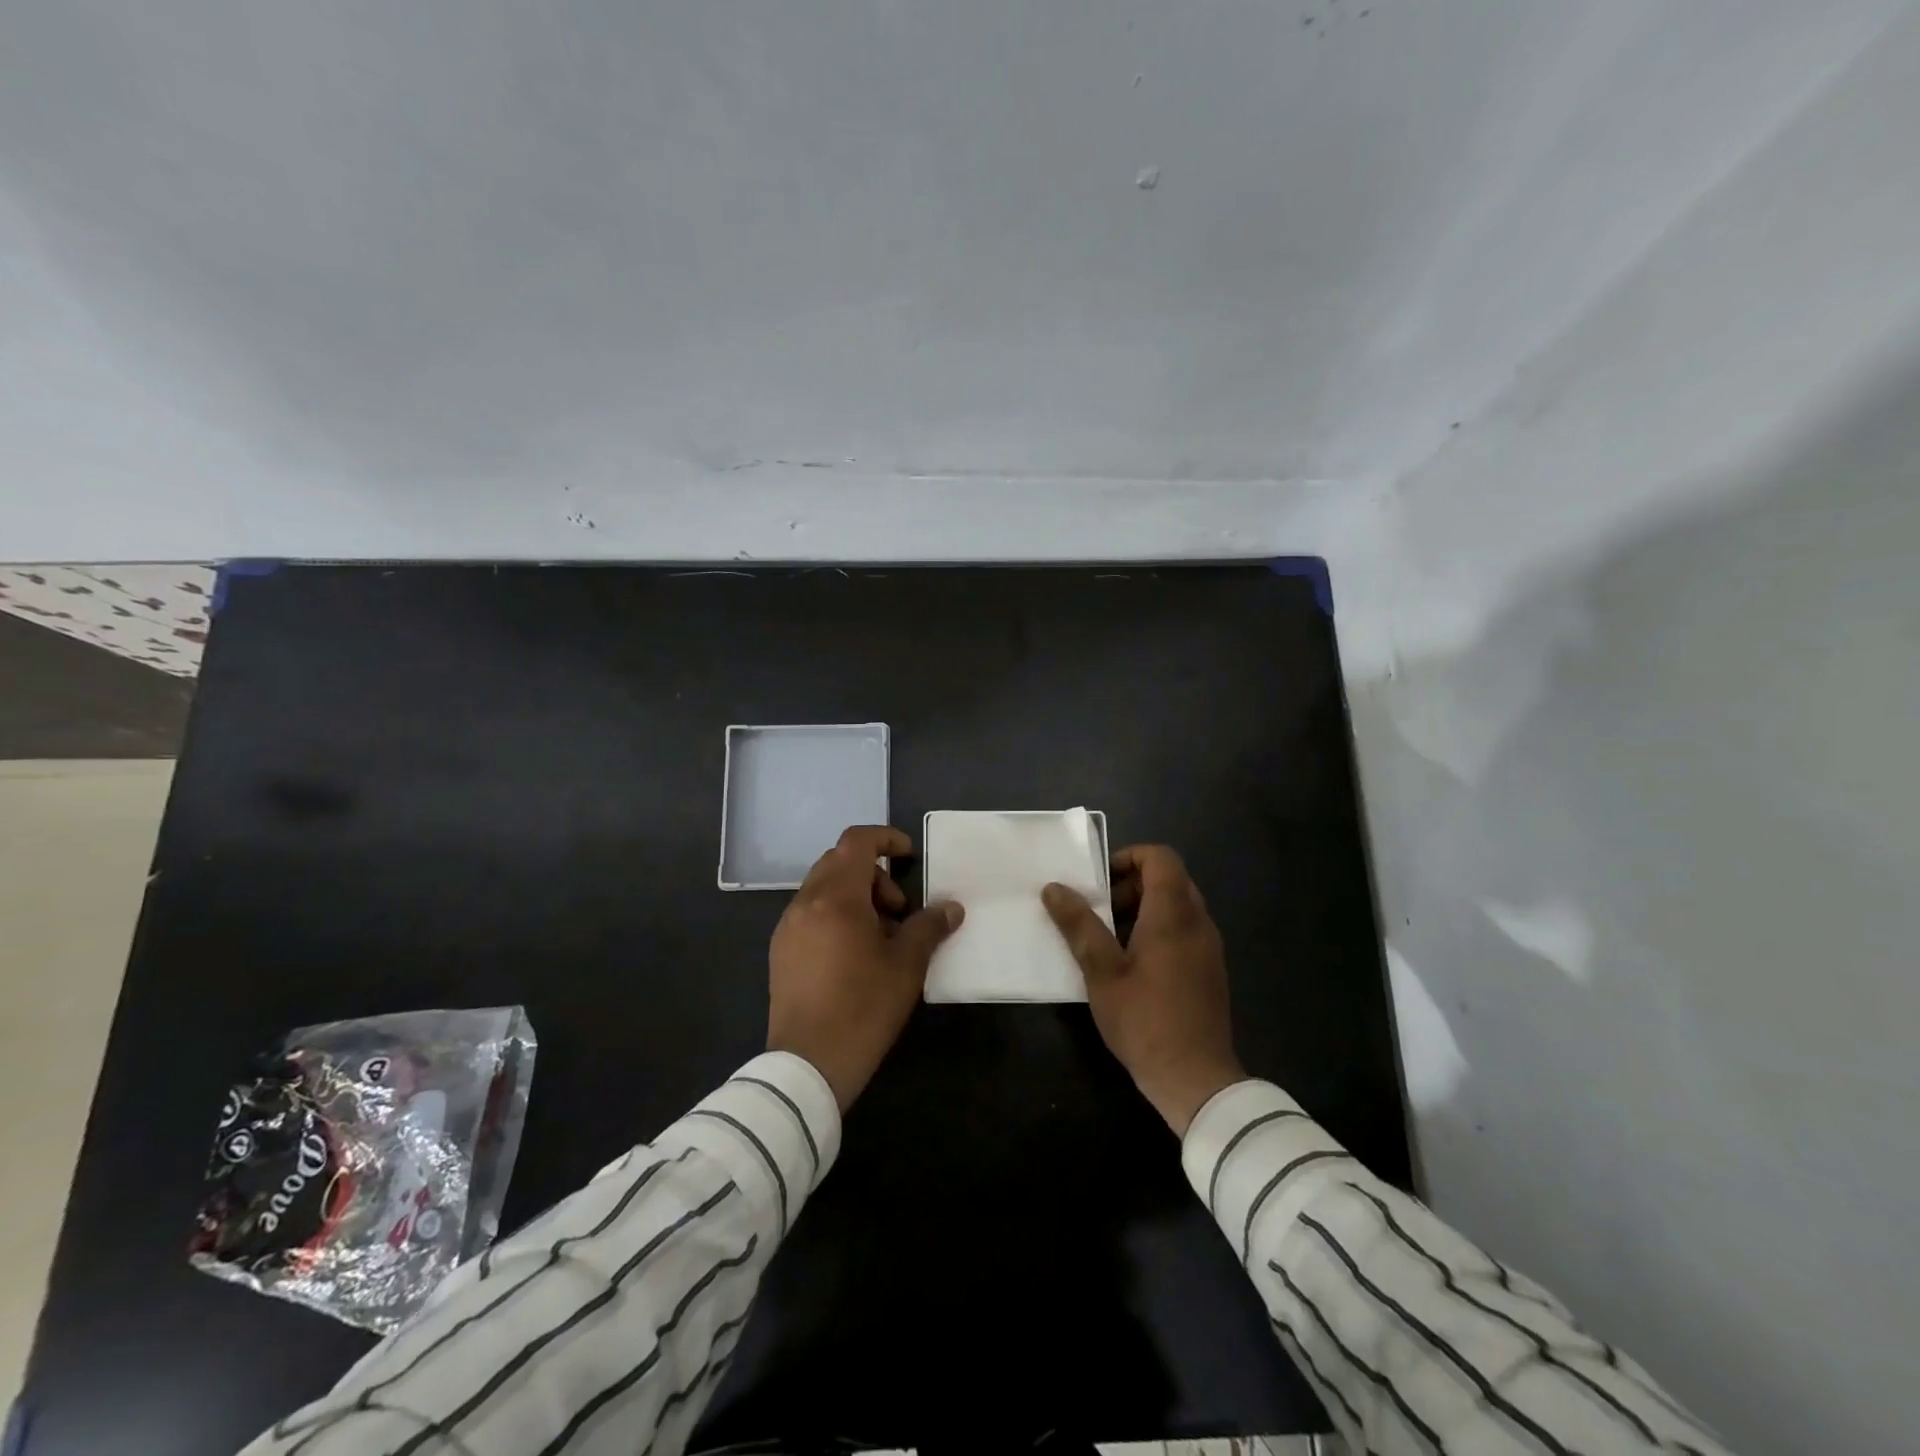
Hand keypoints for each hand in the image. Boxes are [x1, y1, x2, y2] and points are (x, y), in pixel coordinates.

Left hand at [767, 825, 963, 1110]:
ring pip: (824, 888)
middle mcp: (805, 902)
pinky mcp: (781, 951)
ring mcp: (788, 927)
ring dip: (856, 896)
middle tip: (899, 911)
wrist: (807, 1064)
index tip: (909, 857)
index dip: (886, 838)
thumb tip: (951, 908)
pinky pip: (811, 913)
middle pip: (839, 862)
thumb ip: (929, 927)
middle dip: (874, 875)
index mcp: (835, 897)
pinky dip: (836, 915)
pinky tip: (854, 955)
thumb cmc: (863, 1008)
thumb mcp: (906, 965)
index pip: (857, 841)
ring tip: (880, 937)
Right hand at [1042, 845, 1243, 1135]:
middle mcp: (1198, 922)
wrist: (1197, 1080)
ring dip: (1142, 910)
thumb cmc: (1145, 1020)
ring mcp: (1208, 947)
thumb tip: (1054, 887)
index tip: (1099, 881)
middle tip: (1098, 912)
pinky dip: (1157, 931)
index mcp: (1173, 915)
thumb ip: (1079, 925)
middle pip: (1168, 879)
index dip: (1128, 857)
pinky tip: (1131, 965)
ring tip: (1108, 940)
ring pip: (1176, 906)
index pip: (1160, 857)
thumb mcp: (1102, 972)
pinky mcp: (1209, 970)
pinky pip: (1184, 930)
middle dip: (1130, 886)